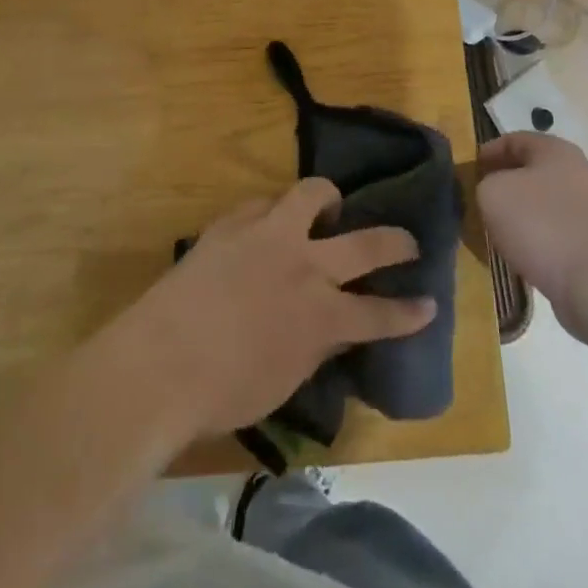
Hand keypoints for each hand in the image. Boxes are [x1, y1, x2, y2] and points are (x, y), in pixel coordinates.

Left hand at [113, 177, 435, 441]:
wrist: (160, 362)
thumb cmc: (223, 393)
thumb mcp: (285, 380)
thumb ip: (316, 346)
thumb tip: (332, 326)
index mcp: (322, 314)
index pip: (381, 313)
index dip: (409, 312)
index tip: (428, 305)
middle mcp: (304, 266)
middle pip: (366, 244)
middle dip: (396, 242)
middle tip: (407, 241)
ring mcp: (268, 236)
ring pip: (313, 194)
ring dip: (329, 198)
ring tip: (331, 205)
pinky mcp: (232, 222)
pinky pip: (264, 203)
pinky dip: (275, 212)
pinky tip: (267, 224)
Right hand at [477, 132, 587, 309]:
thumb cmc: (541, 224)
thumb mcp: (492, 193)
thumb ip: (484, 184)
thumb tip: (492, 192)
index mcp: (555, 150)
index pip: (513, 139)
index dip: (486, 152)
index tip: (467, 173)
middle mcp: (577, 173)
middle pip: (530, 171)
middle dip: (502, 185)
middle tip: (478, 202)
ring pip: (541, 204)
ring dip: (518, 215)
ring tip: (494, 233)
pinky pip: (554, 233)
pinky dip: (535, 241)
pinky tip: (519, 256)